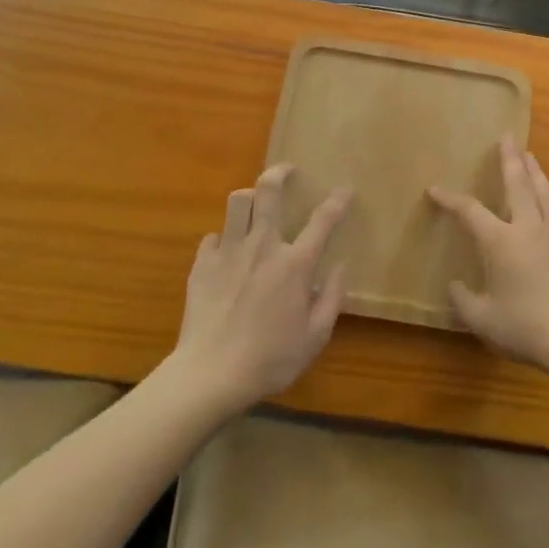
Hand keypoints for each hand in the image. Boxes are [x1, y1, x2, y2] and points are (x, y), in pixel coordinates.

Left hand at [170, 166, 350, 413]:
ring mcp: (229, 252)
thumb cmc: (270, 360)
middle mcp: (263, 246)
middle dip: (280, 172)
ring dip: (249, 198)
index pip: (323, 220)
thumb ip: (332, 298)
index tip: (346, 190)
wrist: (209, 376)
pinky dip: (223, 239)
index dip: (338, 201)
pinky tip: (227, 252)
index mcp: (294, 264)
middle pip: (268, 190)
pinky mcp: (202, 265)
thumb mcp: (315, 337)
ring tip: (256, 206)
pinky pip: (213, 237)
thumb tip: (340, 267)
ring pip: (237, 203)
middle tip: (288, 171)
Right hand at [428, 138, 548, 376]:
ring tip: (531, 157)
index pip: (470, 211)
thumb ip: (464, 301)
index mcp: (501, 241)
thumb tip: (456, 285)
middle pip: (518, 184)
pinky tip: (548, 223)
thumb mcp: (483, 320)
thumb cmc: (526, 328)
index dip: (450, 199)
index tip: (435, 189)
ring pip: (545, 195)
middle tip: (507, 137)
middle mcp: (529, 229)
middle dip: (509, 158)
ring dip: (536, 172)